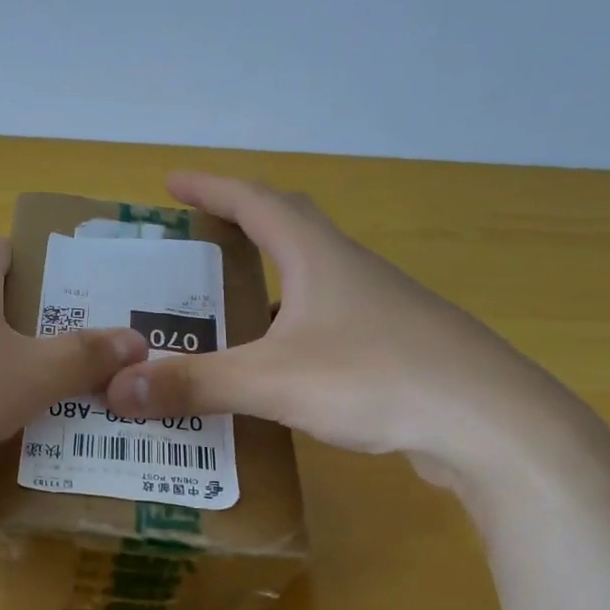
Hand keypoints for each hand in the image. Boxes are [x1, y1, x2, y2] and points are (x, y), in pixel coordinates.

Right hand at [104, 173, 609, 496]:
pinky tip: (277, 365)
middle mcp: (350, 272)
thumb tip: (116, 388)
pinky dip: (290, 328)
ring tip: (224, 307)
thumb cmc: (378, 380)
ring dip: (267, 282)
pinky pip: (328, 323)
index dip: (211, 187)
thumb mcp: (273, 381)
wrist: (493, 427)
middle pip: (289, 228)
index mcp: (318, 257)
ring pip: (310, 280)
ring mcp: (379, 310)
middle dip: (240, 224)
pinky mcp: (395, 349)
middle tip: (197, 239)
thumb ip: (195, 383)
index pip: (256, 202)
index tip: (171, 182)